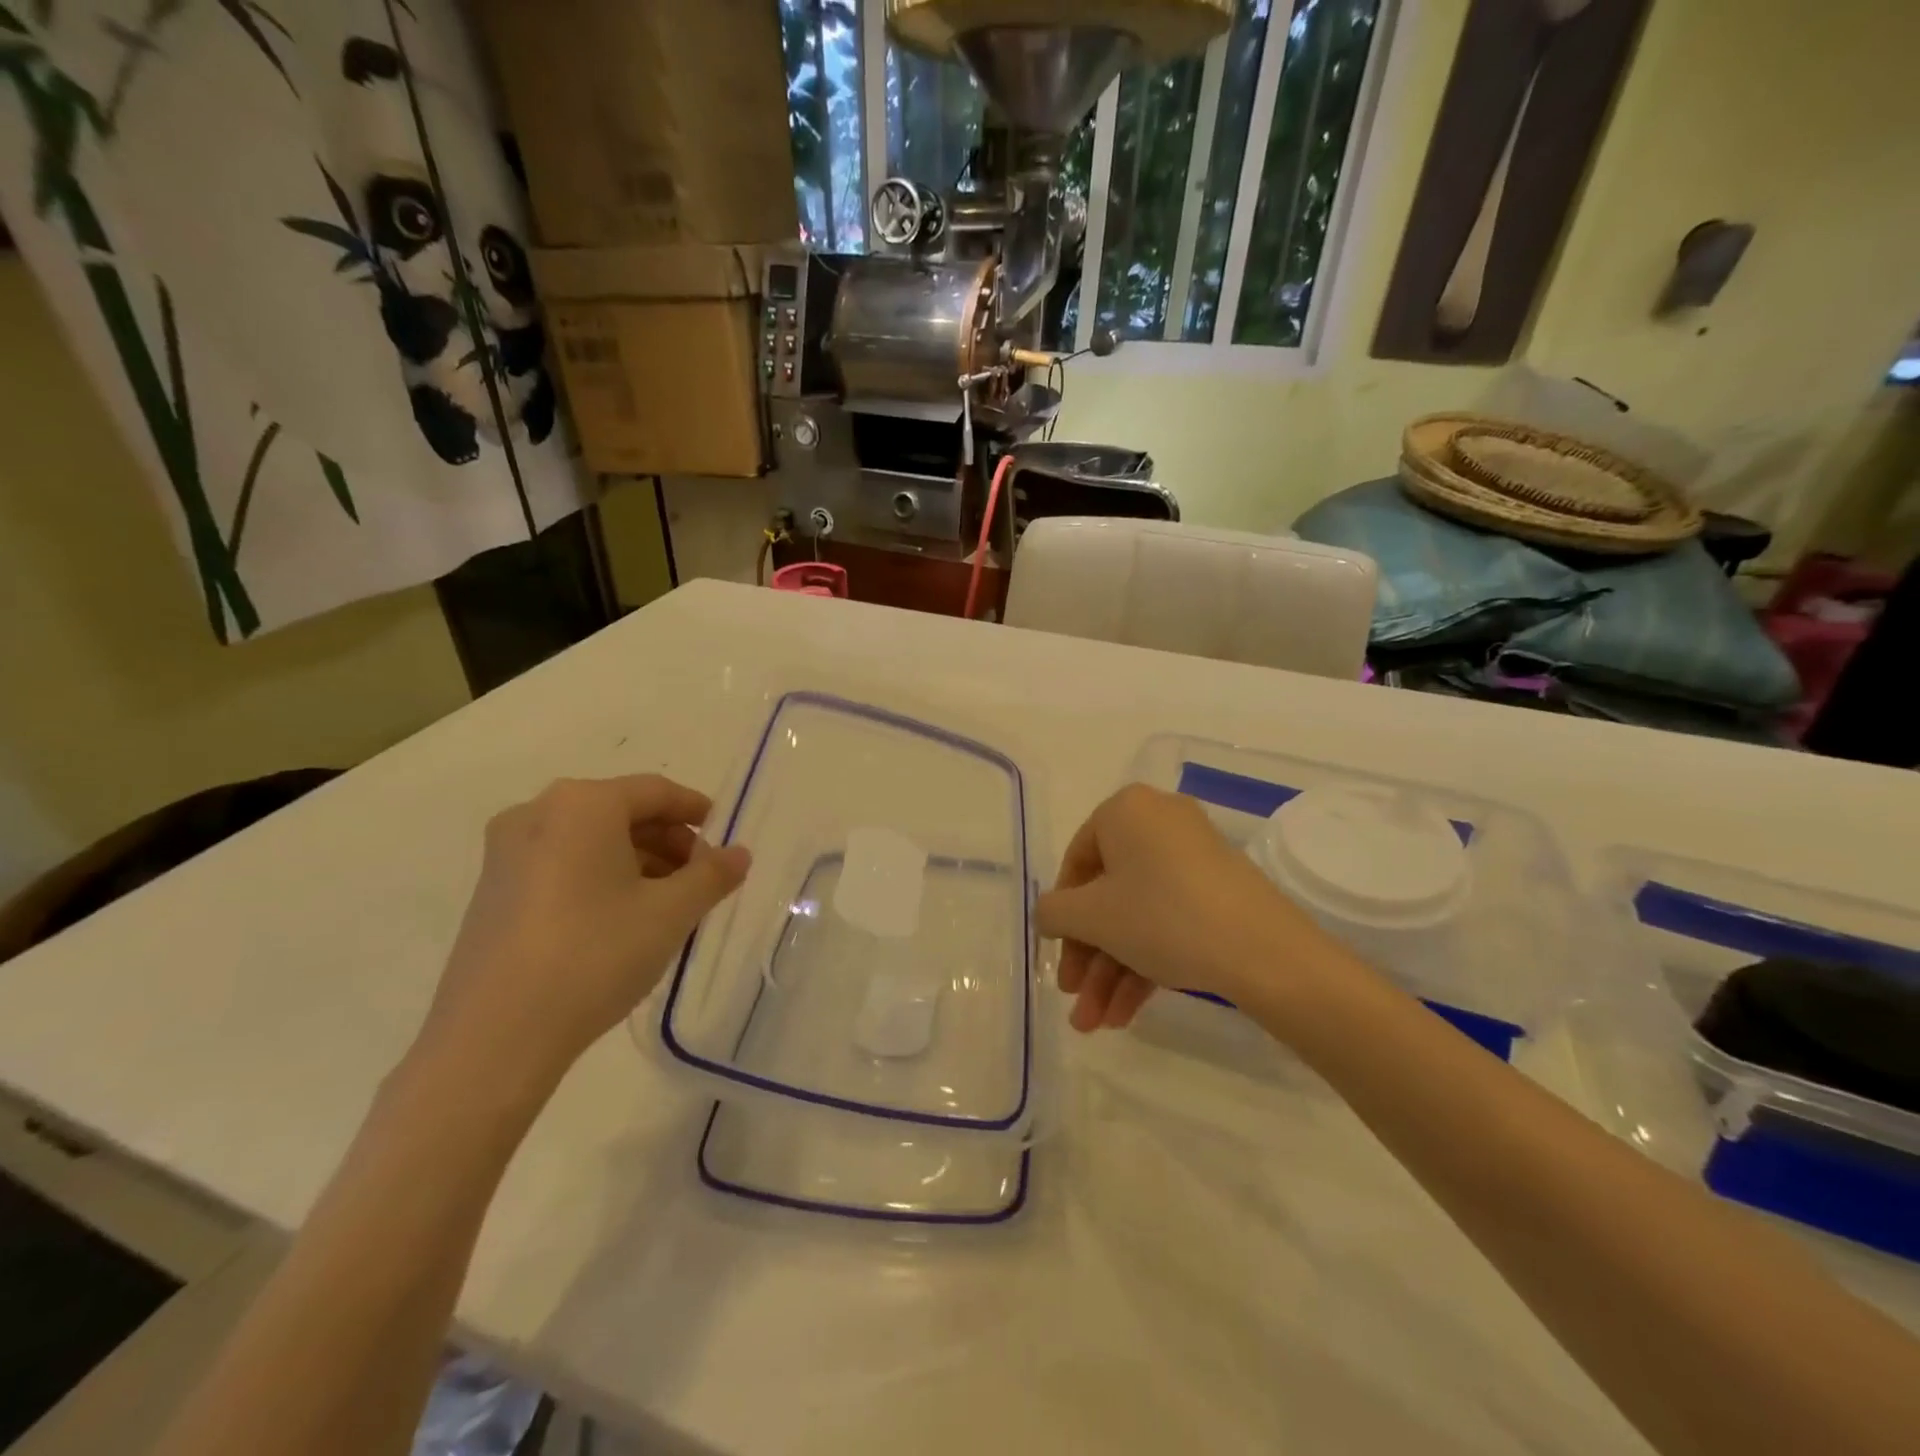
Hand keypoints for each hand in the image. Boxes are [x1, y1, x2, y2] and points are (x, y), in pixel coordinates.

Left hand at [416, 775, 749, 1092]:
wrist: (494, 1039)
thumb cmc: (595, 955)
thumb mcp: (671, 913)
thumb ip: (713, 875)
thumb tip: (740, 853)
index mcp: (582, 805)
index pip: (655, 791)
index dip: (695, 810)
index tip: (723, 837)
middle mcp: (537, 814)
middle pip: (621, 812)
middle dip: (668, 841)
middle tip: (701, 877)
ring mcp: (507, 854)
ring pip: (591, 840)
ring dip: (637, 861)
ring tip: (669, 902)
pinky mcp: (493, 892)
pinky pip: (562, 864)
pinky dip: (601, 877)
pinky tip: (624, 917)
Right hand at [1036, 784, 1333, 1031]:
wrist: (1265, 952)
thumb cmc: (1162, 916)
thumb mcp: (1092, 916)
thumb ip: (1053, 913)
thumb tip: (1049, 916)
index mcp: (1126, 810)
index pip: (1077, 861)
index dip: (1062, 914)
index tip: (1058, 954)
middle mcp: (1159, 823)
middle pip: (1108, 895)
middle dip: (1089, 956)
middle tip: (1075, 998)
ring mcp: (1194, 857)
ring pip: (1137, 915)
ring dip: (1112, 970)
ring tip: (1097, 1024)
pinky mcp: (1219, 891)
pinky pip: (1168, 920)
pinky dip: (1146, 962)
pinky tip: (1127, 1013)